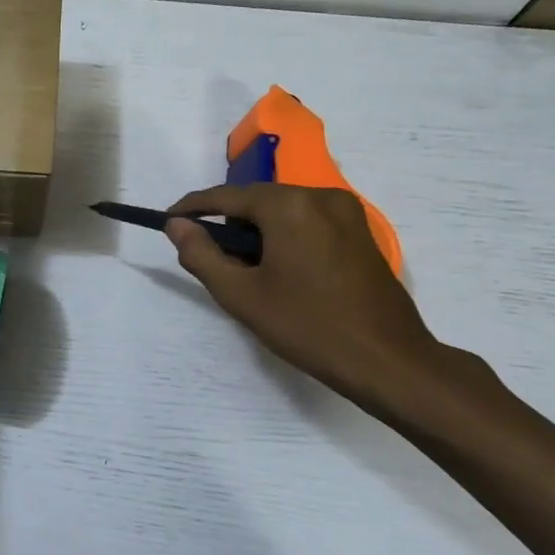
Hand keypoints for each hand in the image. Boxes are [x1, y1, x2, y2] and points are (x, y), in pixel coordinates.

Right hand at [164, 184, 443, 409]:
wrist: (386, 359)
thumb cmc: (307, 326)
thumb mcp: (240, 294)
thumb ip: (201, 254)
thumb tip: (176, 225)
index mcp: (289, 206)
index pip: (226, 196)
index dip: (191, 208)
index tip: (167, 221)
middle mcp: (320, 196)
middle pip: (256, 201)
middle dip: (229, 225)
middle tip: (215, 263)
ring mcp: (347, 212)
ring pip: (283, 211)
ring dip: (258, 233)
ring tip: (250, 275)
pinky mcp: (361, 231)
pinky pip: (308, 222)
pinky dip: (285, 238)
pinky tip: (282, 273)